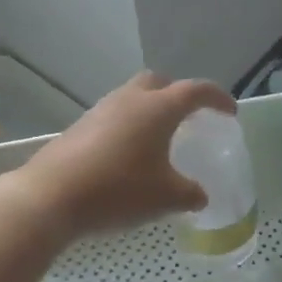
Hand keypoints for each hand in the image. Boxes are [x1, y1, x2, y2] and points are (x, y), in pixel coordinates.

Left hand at [13, 72, 235, 237]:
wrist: (51, 197)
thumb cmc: (119, 190)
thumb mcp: (165, 198)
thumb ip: (190, 194)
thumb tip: (199, 196)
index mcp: (158, 108)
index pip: (196, 91)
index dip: (217, 99)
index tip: (230, 112)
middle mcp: (130, 100)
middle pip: (159, 83)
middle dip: (177, 95)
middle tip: (189, 119)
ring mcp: (100, 111)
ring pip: (132, 99)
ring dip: (149, 112)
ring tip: (158, 141)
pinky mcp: (79, 128)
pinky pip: (113, 118)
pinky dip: (128, 128)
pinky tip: (128, 157)